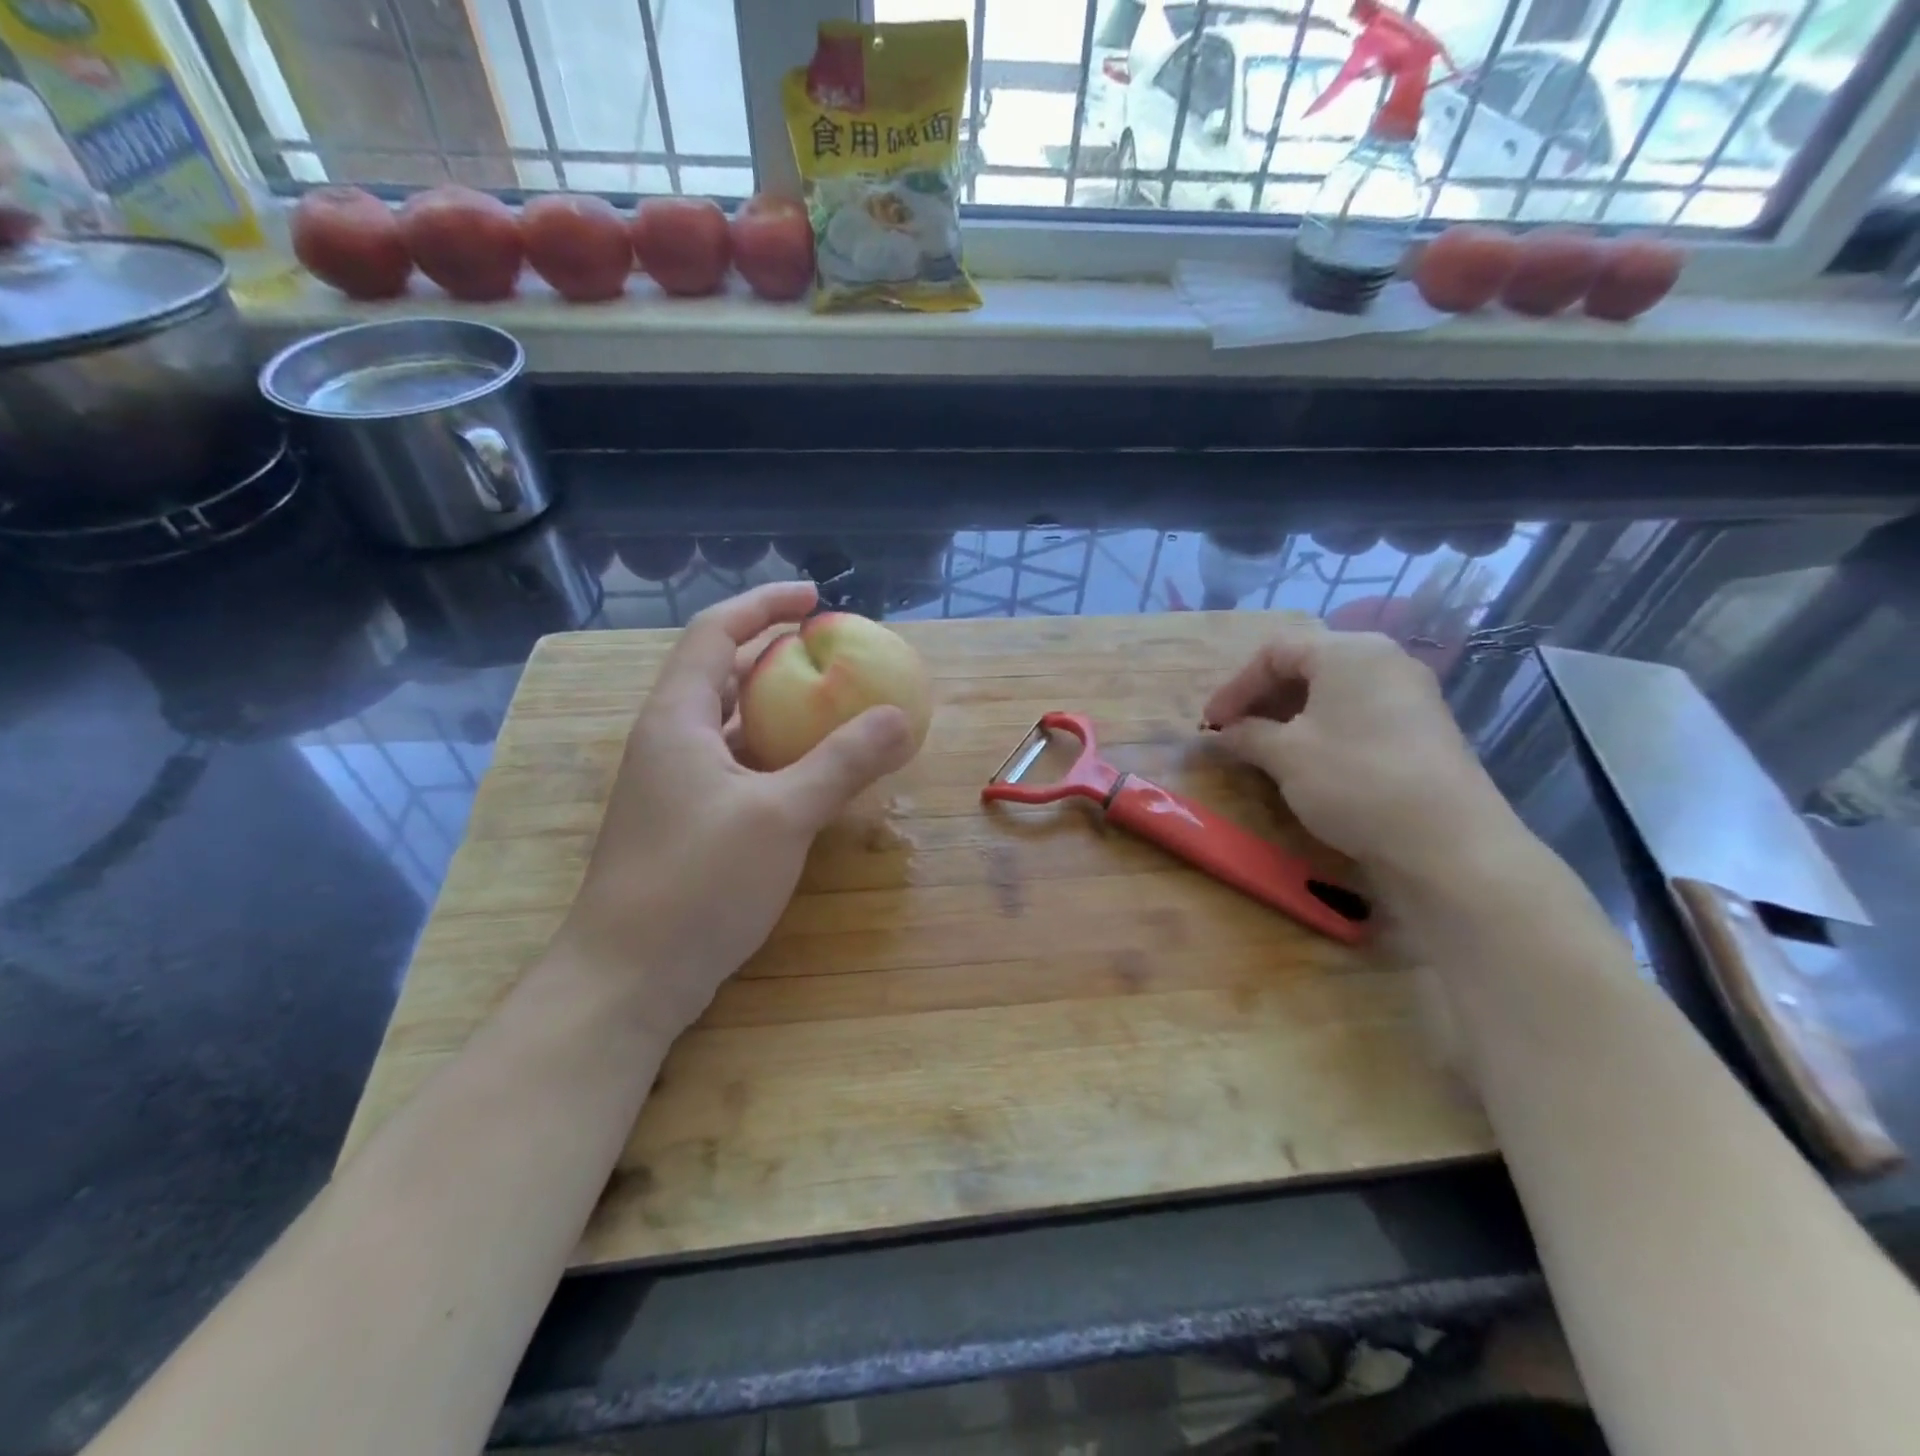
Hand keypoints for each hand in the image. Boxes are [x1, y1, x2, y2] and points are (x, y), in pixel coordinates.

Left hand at [557, 582, 916, 1038]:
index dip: (765, 604)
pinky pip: (738, 767)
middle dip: (777, 655)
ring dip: (780, 710)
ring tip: (833, 706)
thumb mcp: (781, 817)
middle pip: (724, 675)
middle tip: (834, 654)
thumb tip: (901, 717)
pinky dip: (776, 756)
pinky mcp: (688, 823)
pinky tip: (812, 774)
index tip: (815, 597)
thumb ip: (842, 763)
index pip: (716, 633)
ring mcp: (675, 786)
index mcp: (678, 719)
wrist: (627, 979)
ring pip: (733, 726)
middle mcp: (670, 741)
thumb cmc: (696, 884)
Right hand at [1202, 622, 1518, 883]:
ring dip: (1290, 715)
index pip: (1275, 651)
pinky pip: (1358, 713)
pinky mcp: (1422, 729)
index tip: (1210, 723)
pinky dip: (1322, 728)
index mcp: (1349, 651)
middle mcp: (1383, 660)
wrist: (1447, 843)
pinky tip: (1307, 760)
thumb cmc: (1354, 780)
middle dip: (1262, 698)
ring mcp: (1409, 694)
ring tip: (1264, 748)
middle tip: (1234, 732)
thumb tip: (1222, 734)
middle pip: (1307, 665)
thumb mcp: (1285, 755)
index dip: (1235, 686)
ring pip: (1333, 691)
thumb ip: (1246, 735)